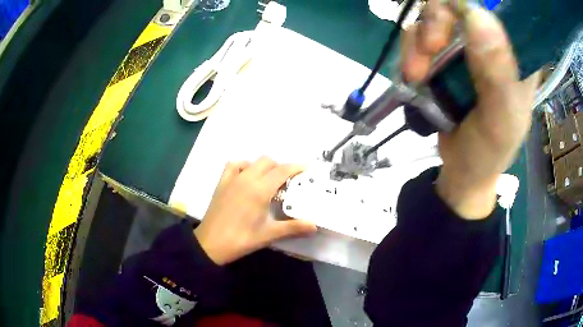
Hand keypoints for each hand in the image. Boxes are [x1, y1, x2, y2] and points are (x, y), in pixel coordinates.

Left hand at [194, 157, 316, 264]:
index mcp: (260, 190)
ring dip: (264, 167)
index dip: (297, 167)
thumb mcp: (269, 234)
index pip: (282, 170)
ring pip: (252, 161)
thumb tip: (314, 226)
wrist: (211, 243)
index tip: (307, 168)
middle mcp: (247, 178)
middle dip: (281, 168)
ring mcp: (232, 179)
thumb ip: (293, 228)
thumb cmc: (241, 239)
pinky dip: (244, 166)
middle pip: (268, 161)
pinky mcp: (222, 183)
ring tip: (268, 182)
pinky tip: (246, 178)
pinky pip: (234, 165)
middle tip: (287, 183)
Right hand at [401, 1, 539, 218]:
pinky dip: (410, 50)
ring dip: (419, 40)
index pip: (500, 9)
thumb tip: (477, 14)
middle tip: (431, 46)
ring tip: (417, 73)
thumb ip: (497, 74)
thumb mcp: (500, 120)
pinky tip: (413, 75)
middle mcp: (491, 43)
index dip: (477, 5)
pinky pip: (418, 34)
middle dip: (438, 19)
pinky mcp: (442, 55)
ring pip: (434, 14)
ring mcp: (464, 46)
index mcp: (516, 57)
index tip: (458, 18)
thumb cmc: (489, 151)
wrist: (462, 171)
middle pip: (460, 5)